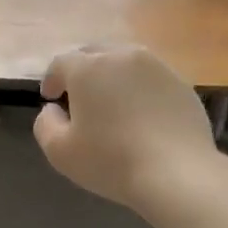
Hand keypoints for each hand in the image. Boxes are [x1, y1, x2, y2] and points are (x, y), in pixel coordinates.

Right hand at [33, 45, 216, 211]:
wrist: (176, 173)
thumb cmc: (110, 161)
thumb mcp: (60, 152)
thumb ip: (45, 124)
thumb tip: (52, 110)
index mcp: (88, 68)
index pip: (61, 63)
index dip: (51, 80)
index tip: (50, 98)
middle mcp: (123, 56)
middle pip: (95, 54)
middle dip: (82, 71)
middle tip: (78, 97)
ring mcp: (158, 67)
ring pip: (126, 63)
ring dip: (113, 78)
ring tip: (111, 104)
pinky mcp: (182, 84)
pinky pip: (151, 80)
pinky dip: (140, 91)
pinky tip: (141, 117)